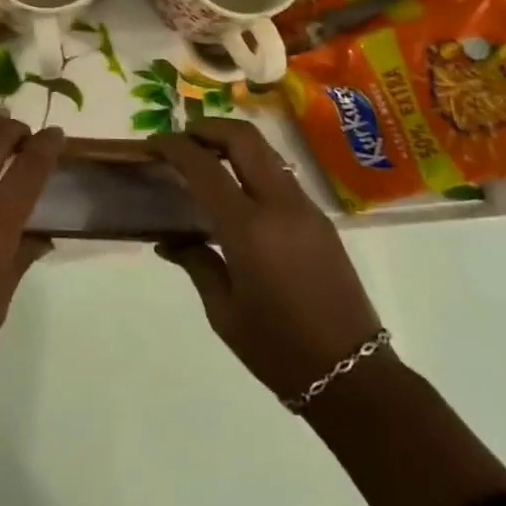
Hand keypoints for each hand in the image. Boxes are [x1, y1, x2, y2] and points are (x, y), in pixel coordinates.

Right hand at [150, 119, 383, 401]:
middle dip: (208, 128)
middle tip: (181, 139)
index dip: (173, 147)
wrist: (355, 377)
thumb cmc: (278, 349)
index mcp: (249, 229)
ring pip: (265, 151)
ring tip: (205, 160)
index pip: (203, 166)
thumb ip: (196, 263)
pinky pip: (280, 175)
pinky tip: (236, 191)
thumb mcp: (224, 312)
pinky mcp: (320, 219)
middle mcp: (279, 206)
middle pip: (243, 138)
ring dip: (232, 143)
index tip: (151, 145)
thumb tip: (168, 241)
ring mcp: (305, 208)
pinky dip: (252, 166)